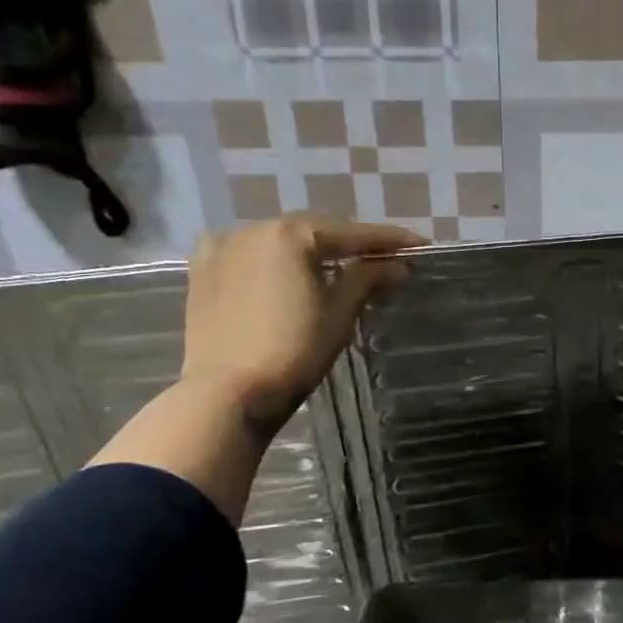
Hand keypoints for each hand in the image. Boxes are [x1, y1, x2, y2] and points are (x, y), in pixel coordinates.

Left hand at [181, 214, 424, 427]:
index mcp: (290, 235)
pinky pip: (250, 254)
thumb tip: (398, 265)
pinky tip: (288, 275)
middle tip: (381, 261)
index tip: (420, 245)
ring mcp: (222, 247)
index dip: (390, 240)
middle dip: (348, 245)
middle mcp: (253, 228)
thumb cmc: (293, 352)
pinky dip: (274, 260)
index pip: (352, 233)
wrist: (226, 394)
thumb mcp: (339, 314)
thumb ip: (368, 278)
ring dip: (311, 252)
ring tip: (338, 270)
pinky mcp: (202, 270)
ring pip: (280, 241)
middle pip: (315, 231)